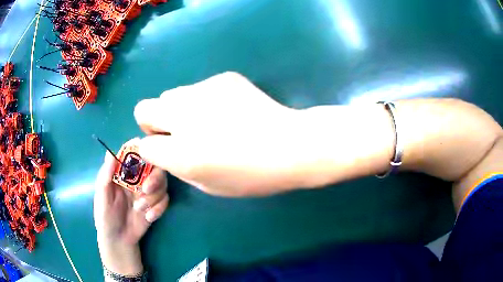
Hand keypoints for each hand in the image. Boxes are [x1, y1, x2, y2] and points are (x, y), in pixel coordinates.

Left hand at [94, 152, 168, 274]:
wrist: (119, 240)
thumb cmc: (105, 217)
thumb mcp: (102, 197)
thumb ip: (105, 177)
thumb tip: (110, 154)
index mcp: (121, 173)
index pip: (133, 153)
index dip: (141, 150)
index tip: (148, 155)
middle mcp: (136, 178)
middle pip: (153, 166)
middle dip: (154, 177)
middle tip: (147, 190)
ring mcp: (147, 191)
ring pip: (161, 183)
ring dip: (154, 197)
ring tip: (140, 210)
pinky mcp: (155, 204)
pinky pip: (165, 199)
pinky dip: (159, 208)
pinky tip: (149, 217)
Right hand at [134, 72, 319, 196]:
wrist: (291, 145)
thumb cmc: (253, 175)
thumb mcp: (209, 185)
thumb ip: (179, 166)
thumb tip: (166, 148)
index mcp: (181, 154)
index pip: (144, 146)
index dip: (153, 149)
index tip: (167, 149)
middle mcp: (184, 117)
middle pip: (143, 109)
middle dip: (153, 121)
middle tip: (177, 131)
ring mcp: (203, 92)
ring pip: (170, 94)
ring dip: (179, 108)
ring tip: (207, 119)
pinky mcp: (222, 78)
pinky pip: (199, 88)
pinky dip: (204, 99)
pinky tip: (229, 109)